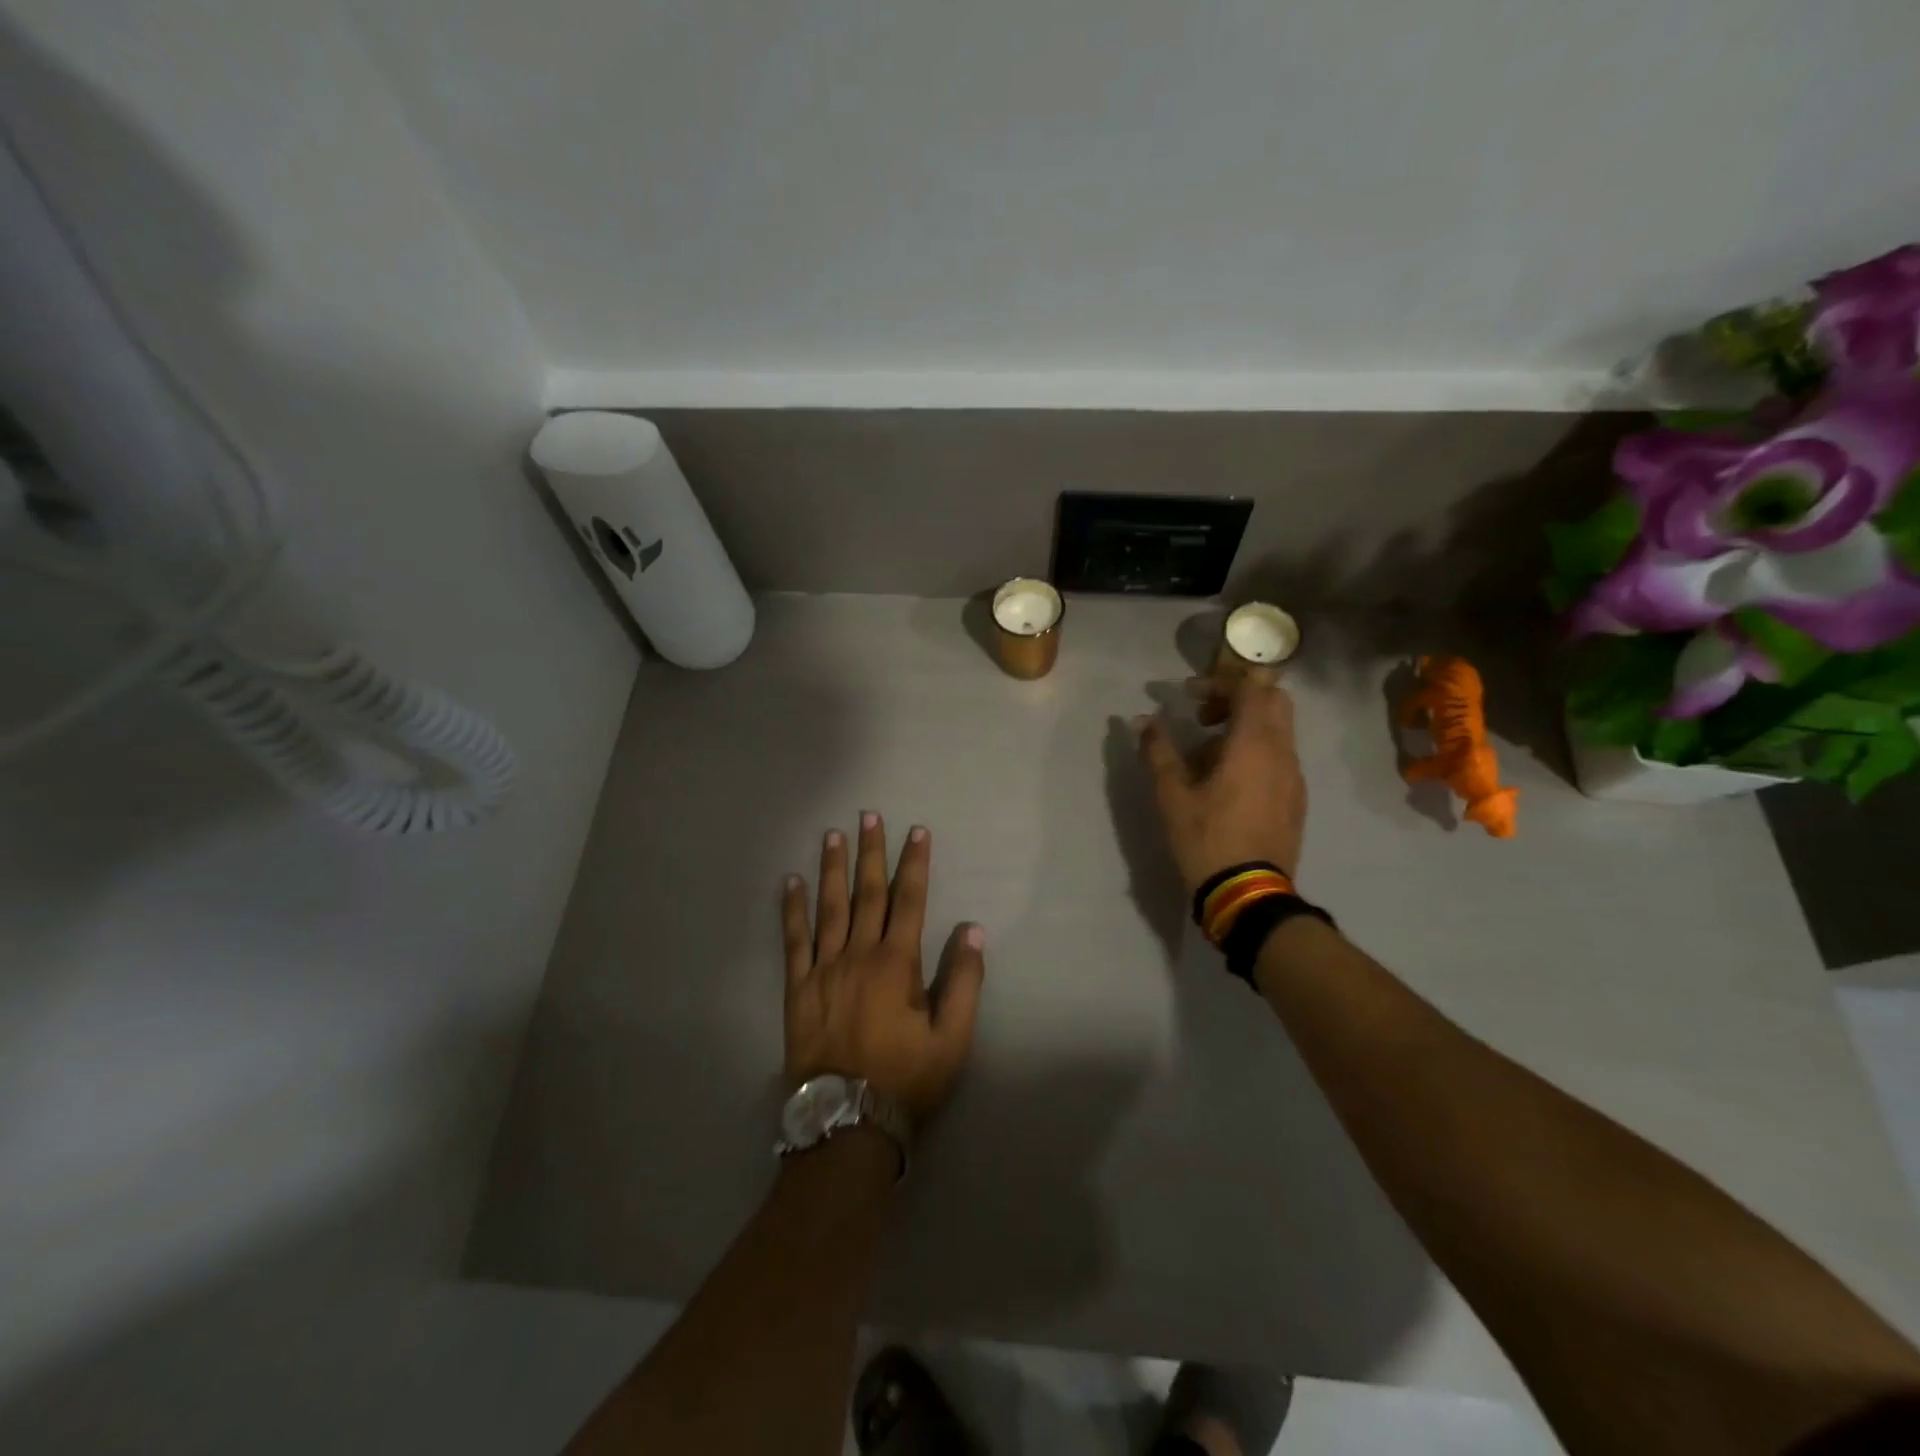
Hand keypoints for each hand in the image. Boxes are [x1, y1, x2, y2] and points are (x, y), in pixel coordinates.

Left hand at [781, 813, 984, 1124]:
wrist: (847, 1121)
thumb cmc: (905, 1079)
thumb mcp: (952, 1039)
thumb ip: (965, 982)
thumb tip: (972, 931)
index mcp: (897, 964)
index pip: (909, 900)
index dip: (914, 864)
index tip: (917, 832)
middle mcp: (859, 954)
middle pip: (867, 893)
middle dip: (871, 852)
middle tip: (870, 815)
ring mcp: (824, 969)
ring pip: (829, 907)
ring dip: (833, 868)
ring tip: (833, 835)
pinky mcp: (798, 988)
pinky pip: (794, 940)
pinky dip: (792, 909)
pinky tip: (790, 882)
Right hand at [1136, 675, 1307, 895]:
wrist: (1248, 893)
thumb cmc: (1206, 838)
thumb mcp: (1172, 794)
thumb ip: (1158, 750)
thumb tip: (1142, 720)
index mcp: (1254, 744)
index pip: (1250, 687)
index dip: (1218, 682)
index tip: (1188, 696)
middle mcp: (1282, 752)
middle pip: (1273, 701)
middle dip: (1238, 698)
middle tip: (1204, 716)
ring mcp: (1294, 777)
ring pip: (1278, 730)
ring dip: (1245, 727)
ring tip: (1207, 754)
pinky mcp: (1295, 799)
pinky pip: (1279, 758)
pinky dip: (1256, 752)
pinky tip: (1227, 781)